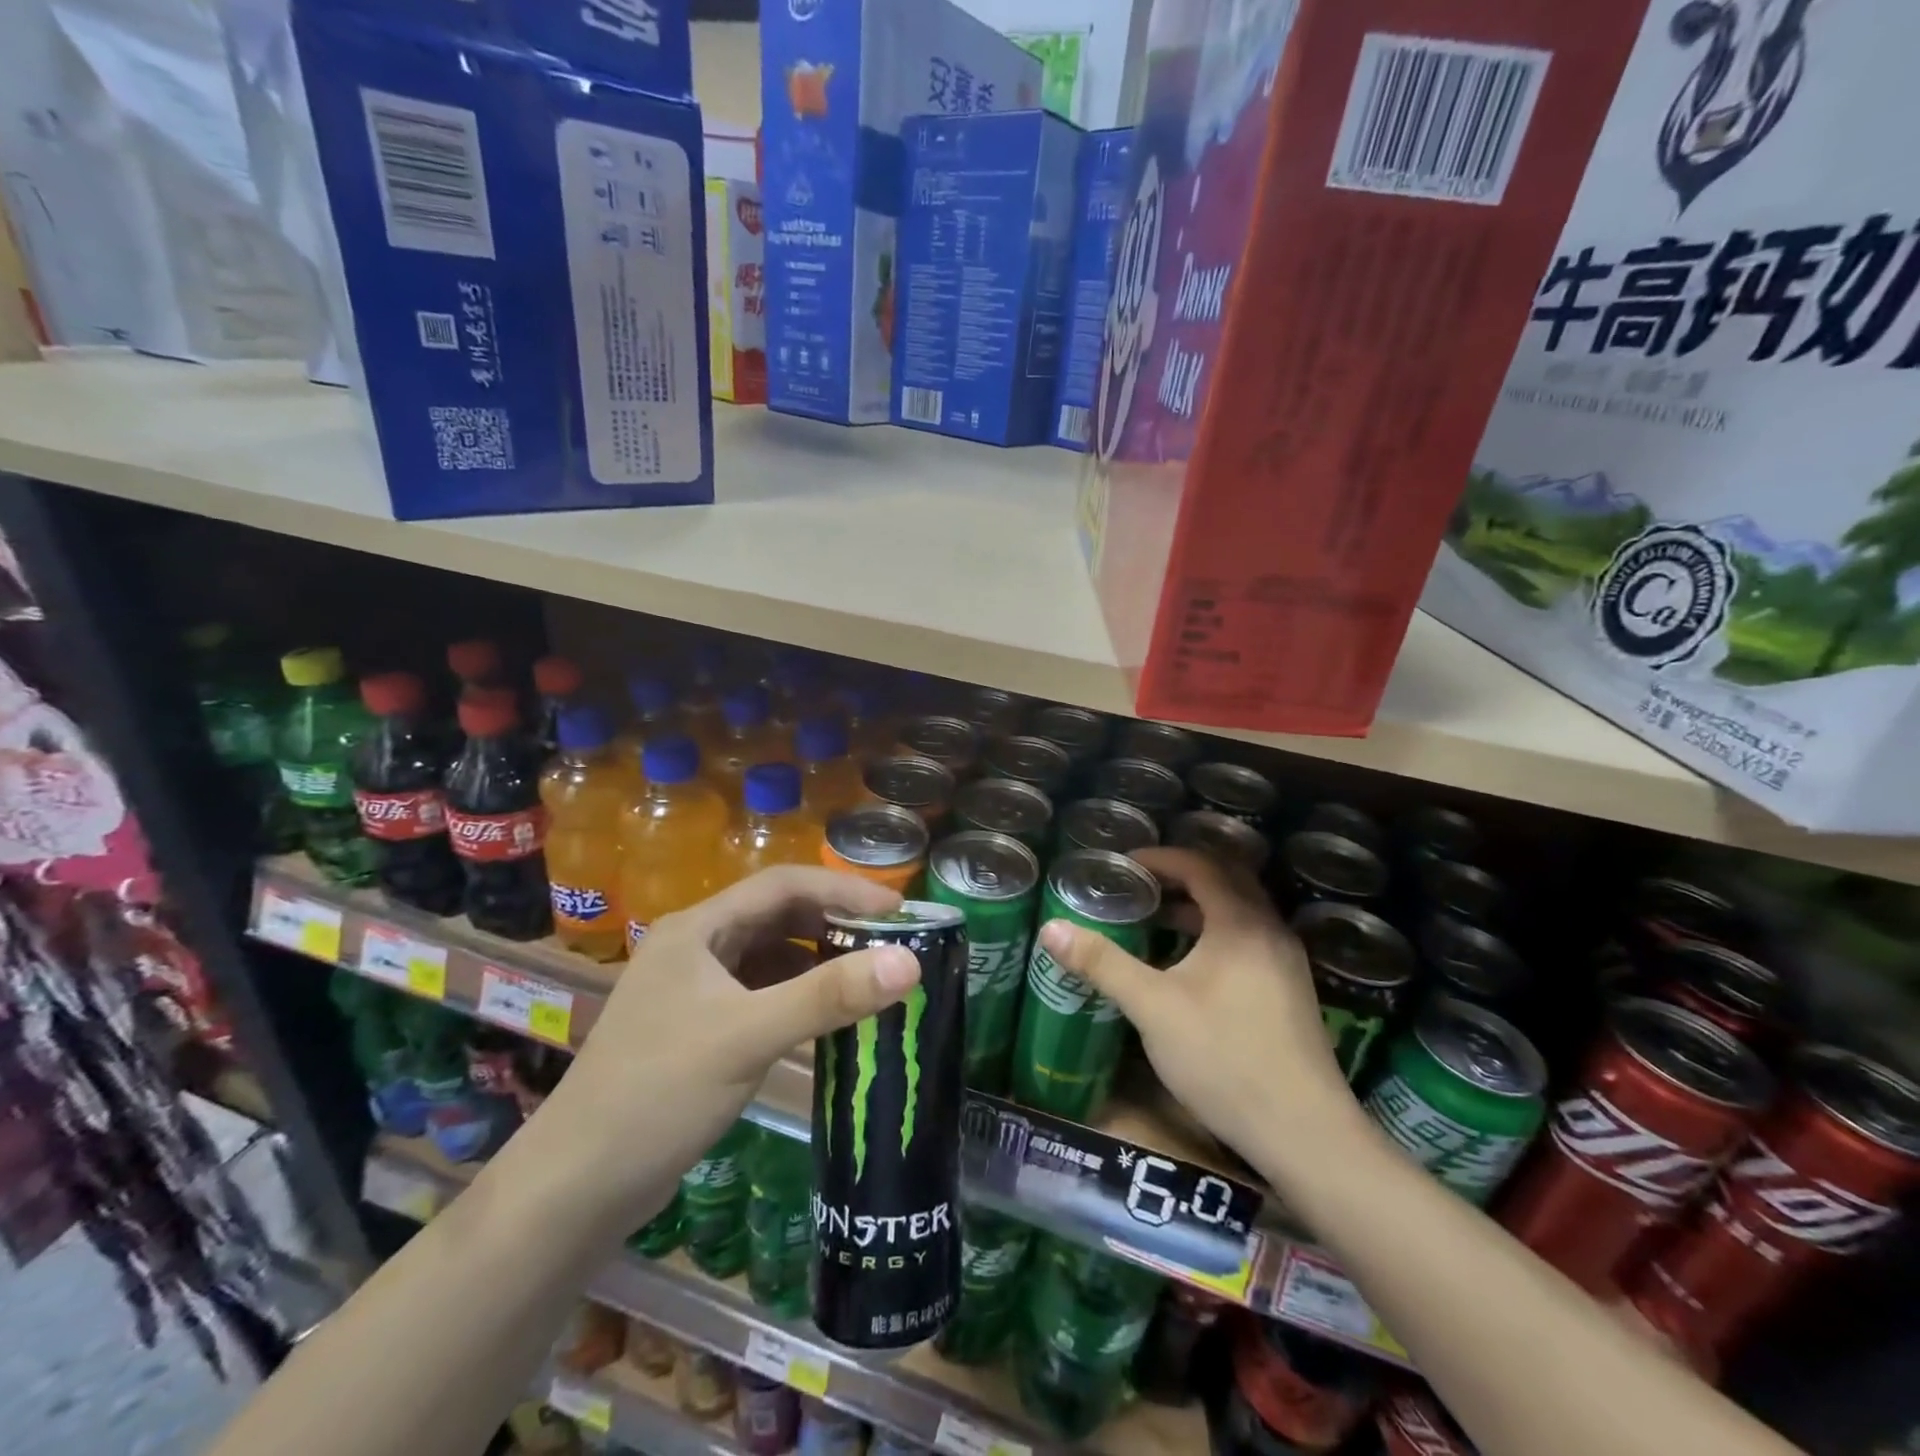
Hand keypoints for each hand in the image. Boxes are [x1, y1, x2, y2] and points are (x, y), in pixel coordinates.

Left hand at [528, 867, 921, 1225]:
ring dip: (819, 960)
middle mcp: (696, 947)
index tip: (898, 911)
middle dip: (835, 923)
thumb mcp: (749, 1037)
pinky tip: (828, 1016)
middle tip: (891, 943)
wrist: (575, 1187)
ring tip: (870, 976)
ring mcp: (695, 988)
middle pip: (778, 916)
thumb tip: (911, 962)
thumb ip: (829, 996)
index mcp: (698, 929)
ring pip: (771, 956)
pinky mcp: (699, 1027)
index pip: (783, 885)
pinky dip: (799, 995)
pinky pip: (762, 993)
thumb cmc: (658, 1094)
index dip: (844, 890)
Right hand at [1036, 847, 1351, 1164]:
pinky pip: (1249, 940)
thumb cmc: (1224, 1058)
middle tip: (1139, 886)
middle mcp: (1270, 932)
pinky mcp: (1291, 992)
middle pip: (1227, 882)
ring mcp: (1286, 963)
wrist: (1305, 1134)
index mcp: (1241, 923)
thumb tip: (1051, 928)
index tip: (1124, 865)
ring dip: (1199, 907)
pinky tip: (1189, 968)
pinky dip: (1215, 934)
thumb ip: (1103, 963)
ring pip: (1240, 913)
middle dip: (1181, 876)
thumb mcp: (1153, 1008)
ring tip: (1156, 921)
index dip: (1161, 858)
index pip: (1202, 865)